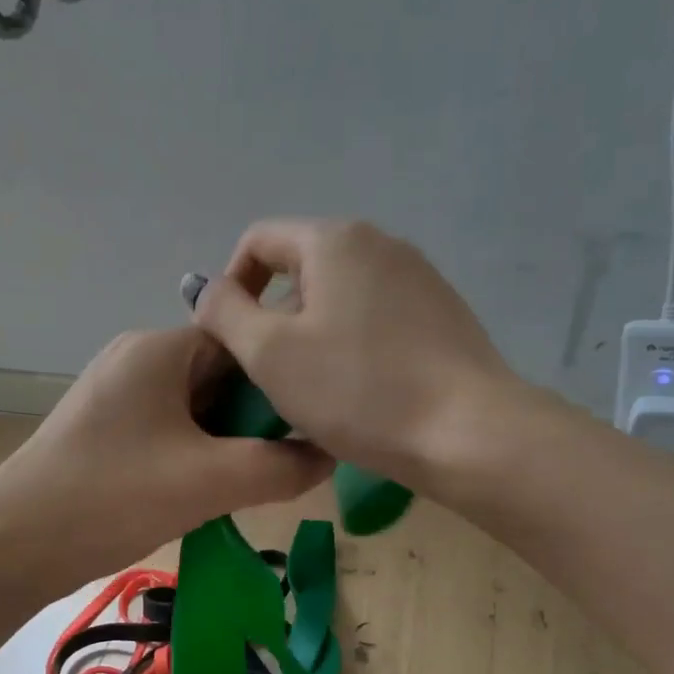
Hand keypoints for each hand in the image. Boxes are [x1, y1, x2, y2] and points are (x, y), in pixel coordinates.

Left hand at [0, 326, 332, 591]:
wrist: (12, 545)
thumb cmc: (113, 496)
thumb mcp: (209, 481)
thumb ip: (279, 467)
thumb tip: (329, 456)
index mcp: (160, 350)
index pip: (242, 342)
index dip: (281, 379)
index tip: (312, 423)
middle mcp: (138, 361)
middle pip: (220, 375)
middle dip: (256, 418)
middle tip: (288, 463)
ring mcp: (118, 397)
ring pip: (197, 409)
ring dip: (229, 442)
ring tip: (257, 481)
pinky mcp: (108, 433)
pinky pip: (171, 432)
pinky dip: (199, 456)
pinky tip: (213, 492)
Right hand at [189, 219, 517, 484]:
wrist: (467, 432)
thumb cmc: (357, 390)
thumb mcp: (270, 354)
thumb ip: (226, 313)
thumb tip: (206, 288)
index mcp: (335, 240)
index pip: (260, 241)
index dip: (231, 285)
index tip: (229, 339)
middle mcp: (381, 244)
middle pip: (303, 268)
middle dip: (274, 316)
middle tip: (269, 376)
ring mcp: (420, 278)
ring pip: (341, 297)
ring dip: (312, 334)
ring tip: (313, 389)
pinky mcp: (443, 314)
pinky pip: (378, 318)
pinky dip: (353, 344)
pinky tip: (359, 391)